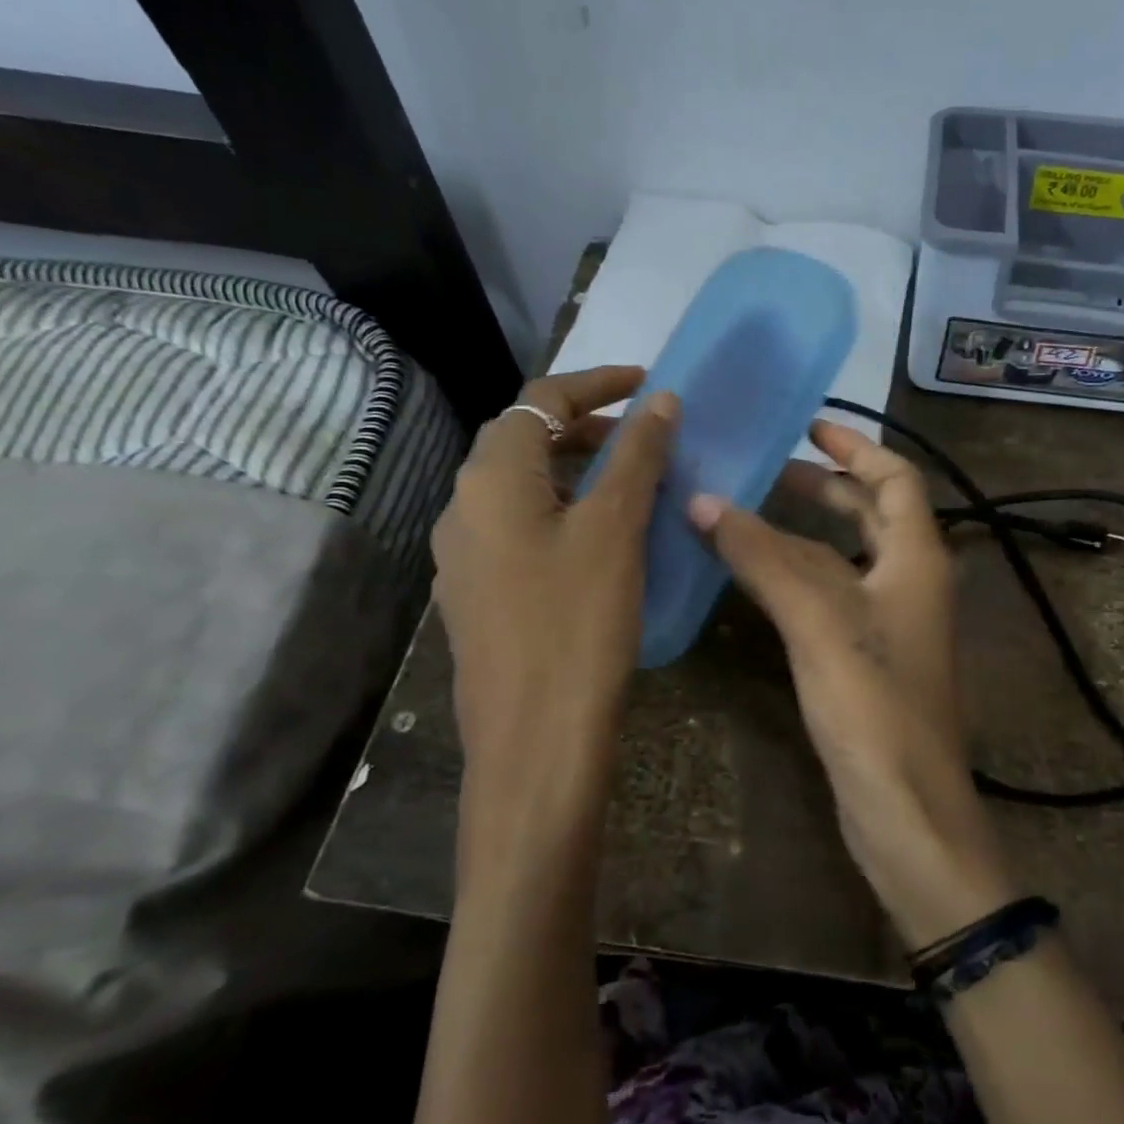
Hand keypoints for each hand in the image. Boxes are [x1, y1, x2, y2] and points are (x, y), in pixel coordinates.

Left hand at [432, 366, 677, 890]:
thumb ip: (636, 457)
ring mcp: (465, 557)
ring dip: (576, 473)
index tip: (649, 382)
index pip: (540, 400)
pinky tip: (602, 543)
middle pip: (524, 441)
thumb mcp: (615, 530)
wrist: (533, 742)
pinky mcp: (479, 596)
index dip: (597, 383)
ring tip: (633, 485)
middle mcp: (463, 507)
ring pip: (523, 489)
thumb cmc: (577, 624)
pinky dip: (564, 514)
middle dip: (587, 428)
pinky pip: (522, 531)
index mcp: (490, 478)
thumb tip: (659, 398)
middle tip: (648, 438)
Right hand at [688, 422, 1016, 949]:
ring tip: (746, 514)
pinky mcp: (867, 658)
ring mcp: (891, 623)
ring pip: (845, 557)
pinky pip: (831, 597)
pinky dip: (797, 576)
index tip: (808, 426)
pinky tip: (756, 578)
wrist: (904, 808)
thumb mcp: (818, 620)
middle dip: (824, 487)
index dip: (856, 448)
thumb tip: (703, 501)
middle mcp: (910, 581)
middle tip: (765, 469)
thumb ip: (763, 558)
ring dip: (803, 532)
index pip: (895, 478)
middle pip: (872, 514)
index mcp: (917, 557)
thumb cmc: (873, 705)